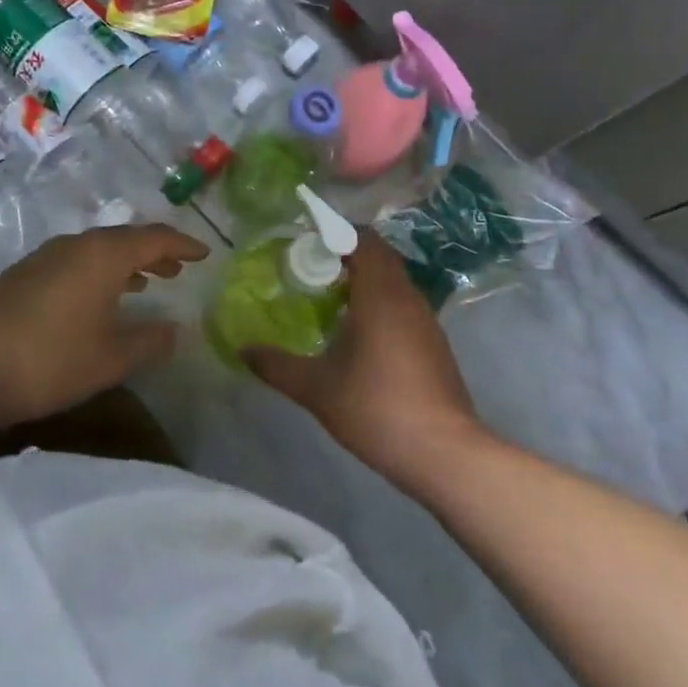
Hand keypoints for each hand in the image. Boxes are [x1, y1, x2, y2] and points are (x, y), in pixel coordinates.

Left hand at [0, 224, 209, 432]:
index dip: (182, 244)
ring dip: (125, 262)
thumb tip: (176, 328)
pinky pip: (74, 262)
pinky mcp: (22, 275)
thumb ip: (149, 341)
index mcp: (102, 255)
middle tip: (177, 267)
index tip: (205, 253)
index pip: (154, 238)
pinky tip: (96, 298)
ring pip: (96, 250)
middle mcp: (74, 245)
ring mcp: (43, 257)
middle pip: (124, 239)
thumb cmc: (48, 360)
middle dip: (154, 251)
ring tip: (145, 281)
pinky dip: (97, 272)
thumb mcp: (110, 358)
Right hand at [244, 230, 485, 490]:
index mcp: (380, 293)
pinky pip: (403, 303)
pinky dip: (379, 301)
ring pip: (393, 280)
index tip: (305, 242)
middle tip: (312, 267)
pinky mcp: (434, 343)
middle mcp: (406, 296)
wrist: (443, 453)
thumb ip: (277, 366)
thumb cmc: (377, 408)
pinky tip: (359, 331)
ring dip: (365, 278)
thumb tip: (243, 349)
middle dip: (346, 253)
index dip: (334, 233)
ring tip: (329, 296)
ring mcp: (425, 319)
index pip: (362, 240)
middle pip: (379, 255)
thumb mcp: (317, 388)